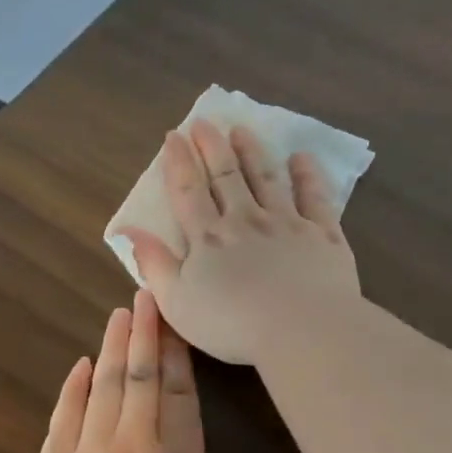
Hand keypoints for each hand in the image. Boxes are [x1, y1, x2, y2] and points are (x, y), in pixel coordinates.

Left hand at [15, 289, 345, 452]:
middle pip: (142, 379)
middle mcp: (133, 447)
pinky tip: (80, 366)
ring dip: (115, 349)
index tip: (178, 319)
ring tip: (120, 314)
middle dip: (148, 334)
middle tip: (145, 292)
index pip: (182, 397)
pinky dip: (72, 389)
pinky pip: (63, 419)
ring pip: (104, 389)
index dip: (182, 357)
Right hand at [116, 120, 361, 364]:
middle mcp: (246, 220)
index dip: (179, 163)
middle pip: (226, 176)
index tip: (174, 136)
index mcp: (209, 238)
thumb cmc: (233, 325)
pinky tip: (302, 158)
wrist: (303, 329)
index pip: (188, 192)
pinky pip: (315, 197)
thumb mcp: (177, 303)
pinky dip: (308, 175)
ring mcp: (287, 223)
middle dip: (212, 147)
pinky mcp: (323, 234)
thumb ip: (154, 265)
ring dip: (253, 152)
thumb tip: (128, 231)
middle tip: (205, 123)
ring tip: (242, 131)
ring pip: (267, 178)